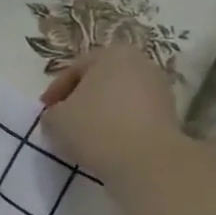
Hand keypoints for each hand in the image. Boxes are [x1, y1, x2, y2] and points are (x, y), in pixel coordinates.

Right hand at [39, 43, 184, 182]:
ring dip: (101, 112)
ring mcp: (159, 87)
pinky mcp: (170, 113)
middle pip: (100, 80)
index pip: (74, 69)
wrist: (146, 160)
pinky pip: (135, 115)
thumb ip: (52, 113)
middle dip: (81, 99)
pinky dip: (119, 125)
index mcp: (111, 54)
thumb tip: (59, 115)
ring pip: (119, 98)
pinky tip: (108, 143)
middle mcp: (140, 63)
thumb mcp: (55, 120)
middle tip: (64, 120)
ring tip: (85, 135)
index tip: (45, 111)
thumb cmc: (95, 129)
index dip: (55, 91)